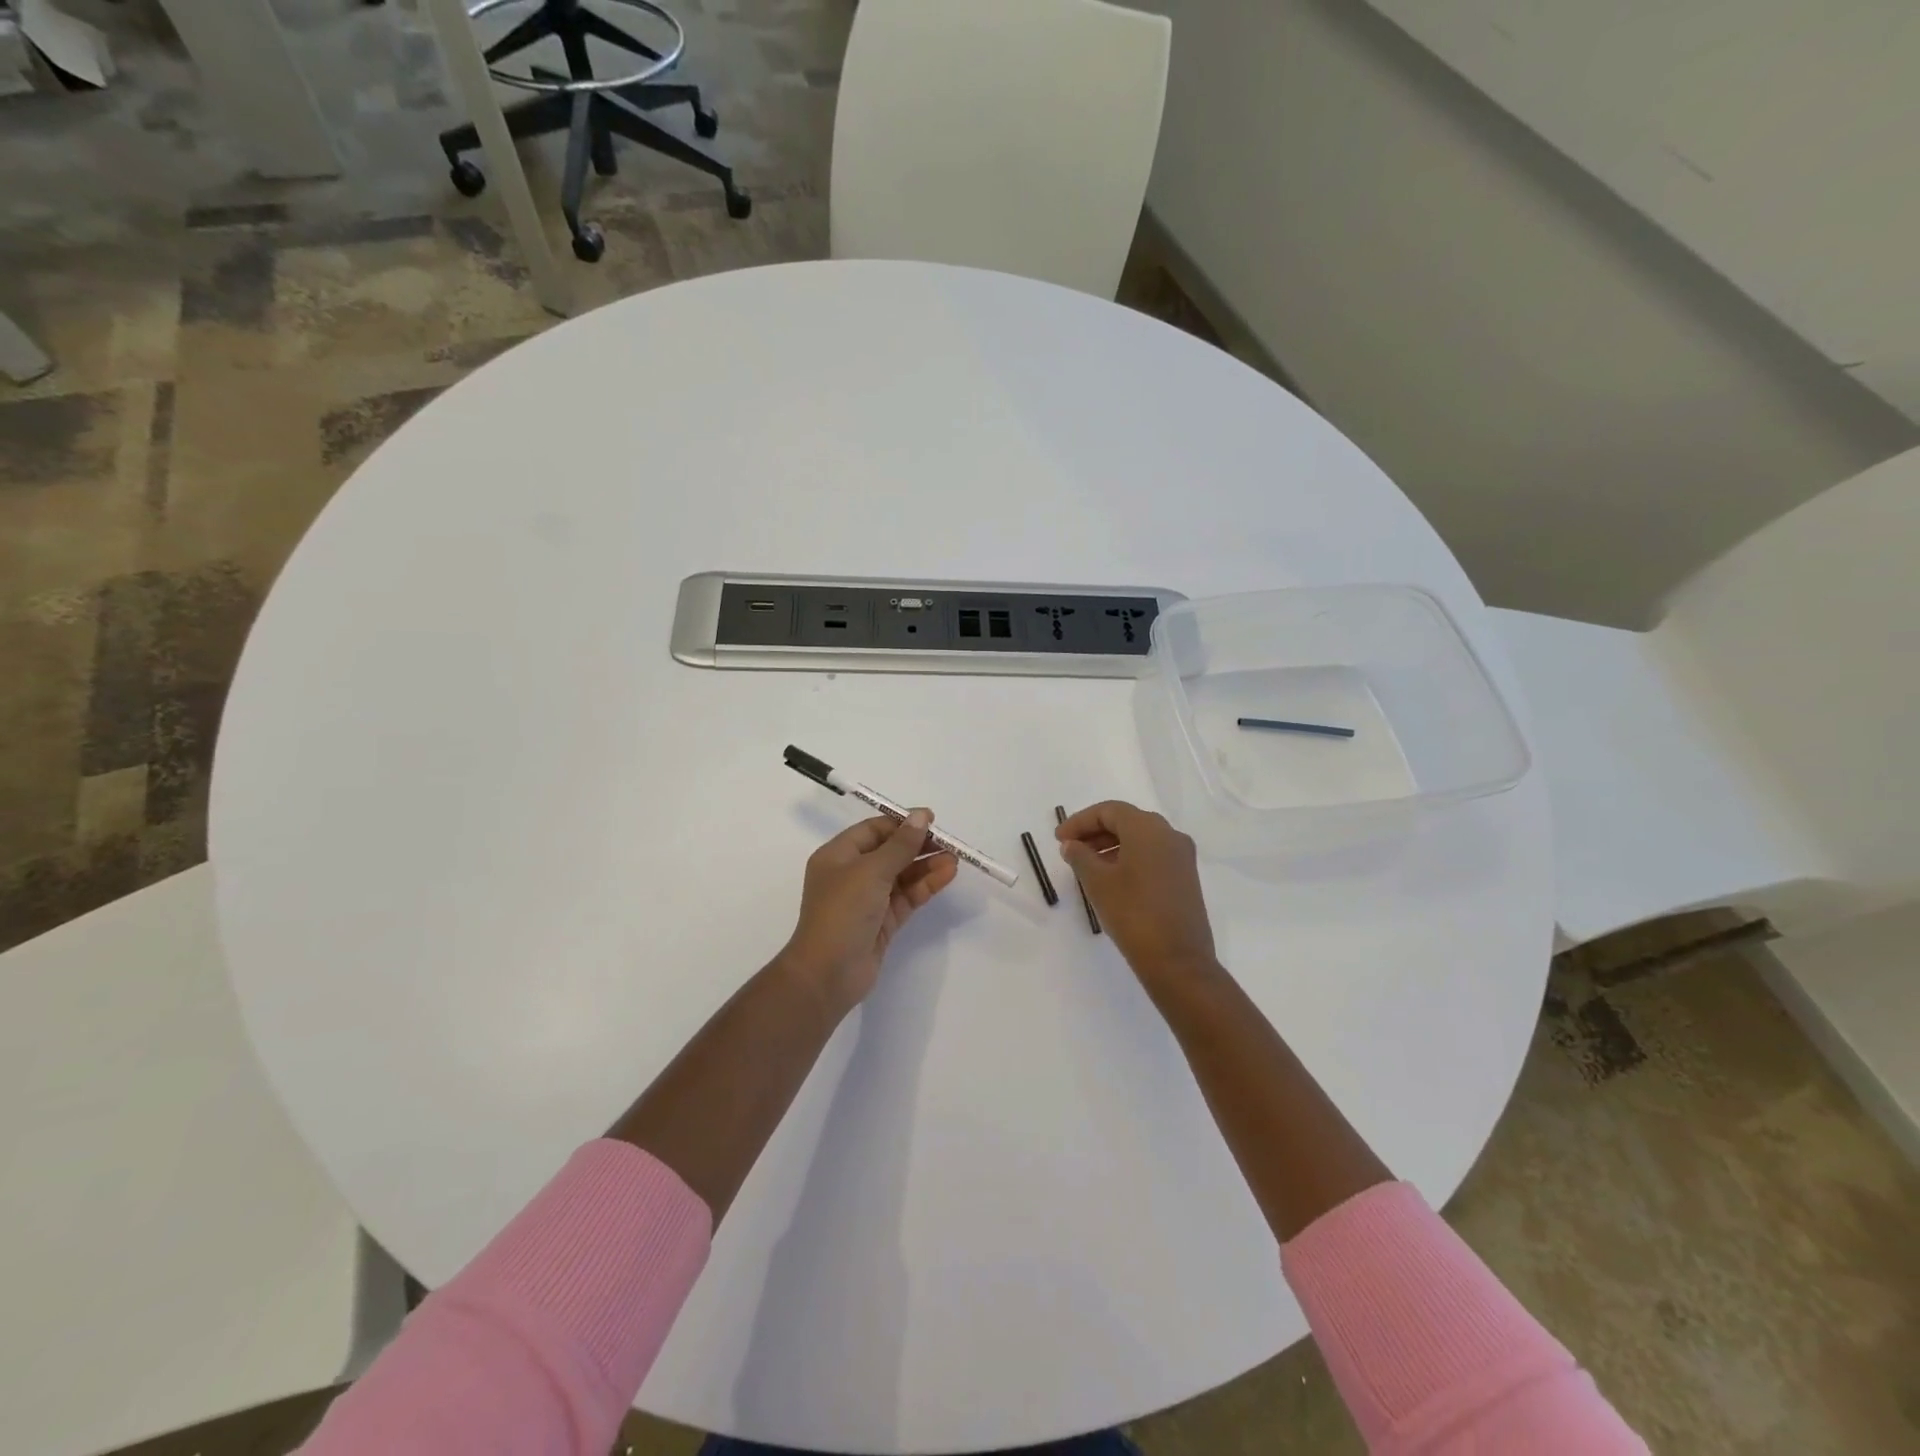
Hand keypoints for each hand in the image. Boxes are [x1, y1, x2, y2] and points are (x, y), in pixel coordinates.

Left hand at [778, 811, 957, 1015]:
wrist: (828, 973)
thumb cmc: (843, 911)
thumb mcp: (872, 871)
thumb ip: (900, 844)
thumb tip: (921, 816)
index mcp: (838, 855)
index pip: (873, 830)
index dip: (902, 823)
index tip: (931, 820)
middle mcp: (851, 874)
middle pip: (889, 852)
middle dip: (918, 846)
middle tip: (948, 843)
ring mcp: (867, 900)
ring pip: (901, 876)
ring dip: (926, 866)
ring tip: (954, 860)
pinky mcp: (882, 922)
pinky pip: (907, 897)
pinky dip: (925, 886)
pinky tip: (946, 875)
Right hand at [1056, 801, 1218, 989]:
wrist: (1178, 961)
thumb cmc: (1133, 913)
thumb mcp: (1098, 882)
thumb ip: (1080, 856)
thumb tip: (1072, 845)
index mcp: (1148, 828)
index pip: (1109, 811)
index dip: (1080, 821)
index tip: (1059, 839)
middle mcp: (1169, 834)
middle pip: (1126, 821)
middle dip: (1095, 831)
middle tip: (1070, 848)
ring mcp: (1182, 857)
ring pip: (1141, 839)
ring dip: (1111, 845)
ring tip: (1086, 865)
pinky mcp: (1185, 878)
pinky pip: (1153, 855)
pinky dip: (1129, 858)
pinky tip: (1112, 878)